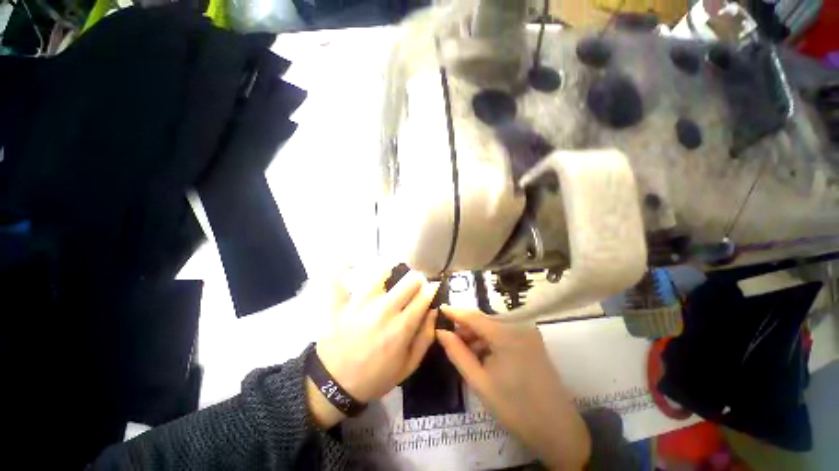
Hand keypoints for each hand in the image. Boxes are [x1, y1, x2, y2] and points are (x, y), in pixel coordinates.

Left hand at [308, 266, 439, 427]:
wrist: (334, 386)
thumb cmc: (375, 376)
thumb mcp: (408, 366)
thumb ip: (426, 337)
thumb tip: (435, 310)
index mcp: (402, 327)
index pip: (424, 295)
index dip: (431, 288)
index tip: (430, 288)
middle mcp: (383, 310)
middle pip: (408, 280)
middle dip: (416, 279)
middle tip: (412, 284)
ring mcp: (359, 304)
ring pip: (379, 271)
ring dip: (388, 271)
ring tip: (388, 276)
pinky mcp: (338, 303)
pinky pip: (337, 278)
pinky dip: (343, 268)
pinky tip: (351, 263)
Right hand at [436, 306, 590, 470]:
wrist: (558, 431)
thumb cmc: (515, 408)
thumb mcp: (480, 382)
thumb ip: (457, 353)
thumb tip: (440, 332)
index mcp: (506, 335)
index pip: (474, 316)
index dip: (455, 312)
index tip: (439, 309)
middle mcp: (519, 326)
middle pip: (485, 320)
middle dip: (466, 328)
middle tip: (449, 339)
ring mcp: (528, 333)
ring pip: (494, 327)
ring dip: (478, 336)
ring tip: (464, 351)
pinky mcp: (533, 341)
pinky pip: (505, 334)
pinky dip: (491, 341)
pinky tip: (483, 355)